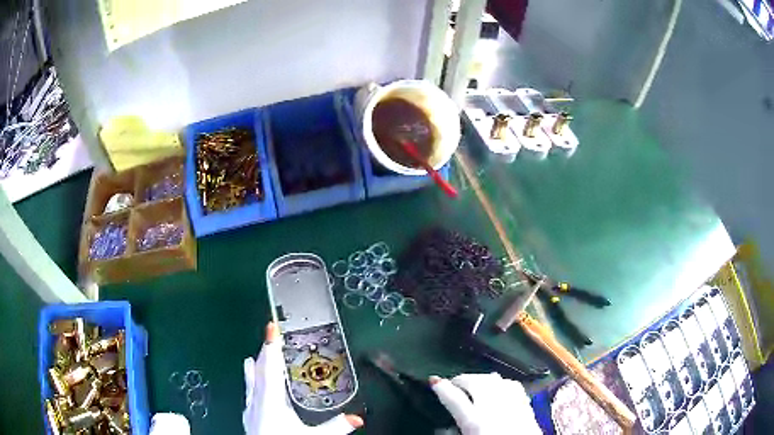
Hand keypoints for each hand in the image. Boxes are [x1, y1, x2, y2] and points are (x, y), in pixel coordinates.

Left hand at [243, 323, 363, 434]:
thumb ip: (336, 427)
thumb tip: (357, 419)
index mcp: (270, 400)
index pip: (270, 367)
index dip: (271, 346)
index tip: (270, 327)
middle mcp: (256, 401)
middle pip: (258, 371)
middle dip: (264, 353)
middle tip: (269, 337)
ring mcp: (250, 411)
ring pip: (250, 383)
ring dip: (254, 369)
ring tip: (251, 357)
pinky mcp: (249, 420)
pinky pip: (249, 395)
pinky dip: (251, 385)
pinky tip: (251, 391)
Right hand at [430, 373, 540, 434]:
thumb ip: (452, 434)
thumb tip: (441, 427)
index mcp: (475, 422)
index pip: (454, 399)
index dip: (441, 388)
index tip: (433, 380)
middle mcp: (493, 407)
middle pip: (475, 382)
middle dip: (461, 379)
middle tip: (453, 384)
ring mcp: (512, 401)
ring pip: (493, 378)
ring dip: (481, 378)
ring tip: (473, 383)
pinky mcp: (525, 402)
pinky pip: (511, 384)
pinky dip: (501, 382)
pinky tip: (499, 385)